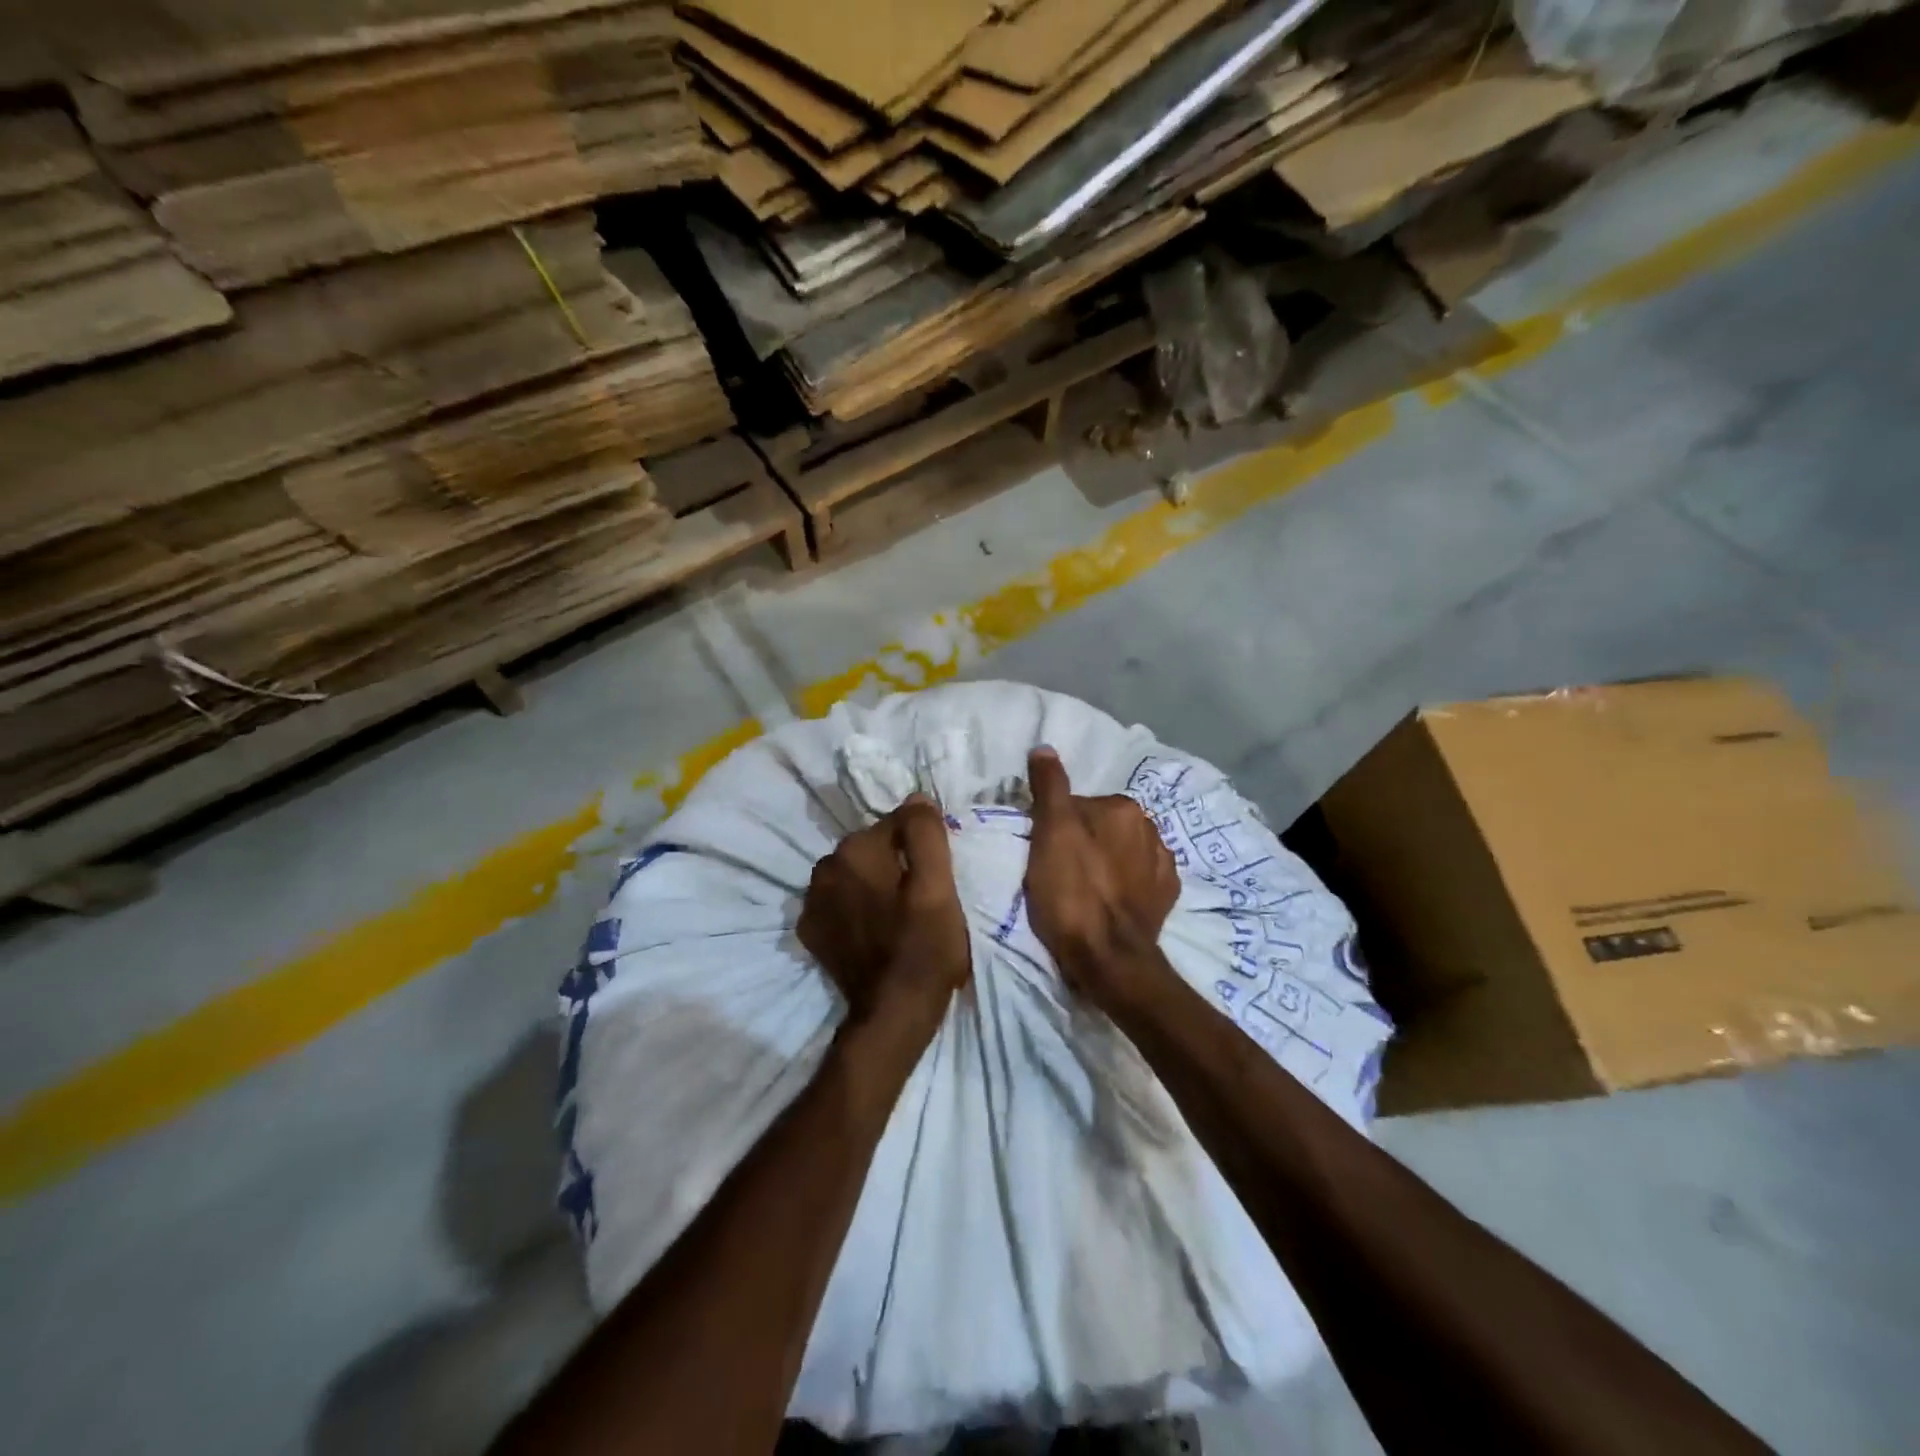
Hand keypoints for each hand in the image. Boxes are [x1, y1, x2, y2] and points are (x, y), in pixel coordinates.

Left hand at [798, 795, 969, 1022]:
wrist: (893, 1013)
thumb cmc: (923, 946)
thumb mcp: (939, 886)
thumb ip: (926, 834)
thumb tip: (916, 798)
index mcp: (856, 850)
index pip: (898, 823)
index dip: (923, 846)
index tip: (937, 876)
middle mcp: (825, 867)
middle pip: (873, 848)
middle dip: (896, 863)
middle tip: (920, 898)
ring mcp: (812, 901)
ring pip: (855, 873)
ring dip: (874, 884)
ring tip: (898, 916)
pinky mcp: (811, 930)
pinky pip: (840, 901)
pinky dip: (855, 908)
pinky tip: (873, 930)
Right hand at [1023, 747, 1179, 1003]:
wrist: (1109, 958)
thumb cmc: (1072, 891)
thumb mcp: (1050, 833)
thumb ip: (1050, 787)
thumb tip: (1045, 747)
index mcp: (1123, 808)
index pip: (1079, 806)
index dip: (1056, 827)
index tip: (1044, 853)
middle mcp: (1151, 828)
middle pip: (1102, 827)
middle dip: (1084, 843)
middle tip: (1059, 872)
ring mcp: (1164, 865)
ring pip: (1122, 852)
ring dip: (1105, 863)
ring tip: (1082, 892)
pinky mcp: (1167, 898)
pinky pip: (1140, 878)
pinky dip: (1125, 884)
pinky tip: (1108, 902)